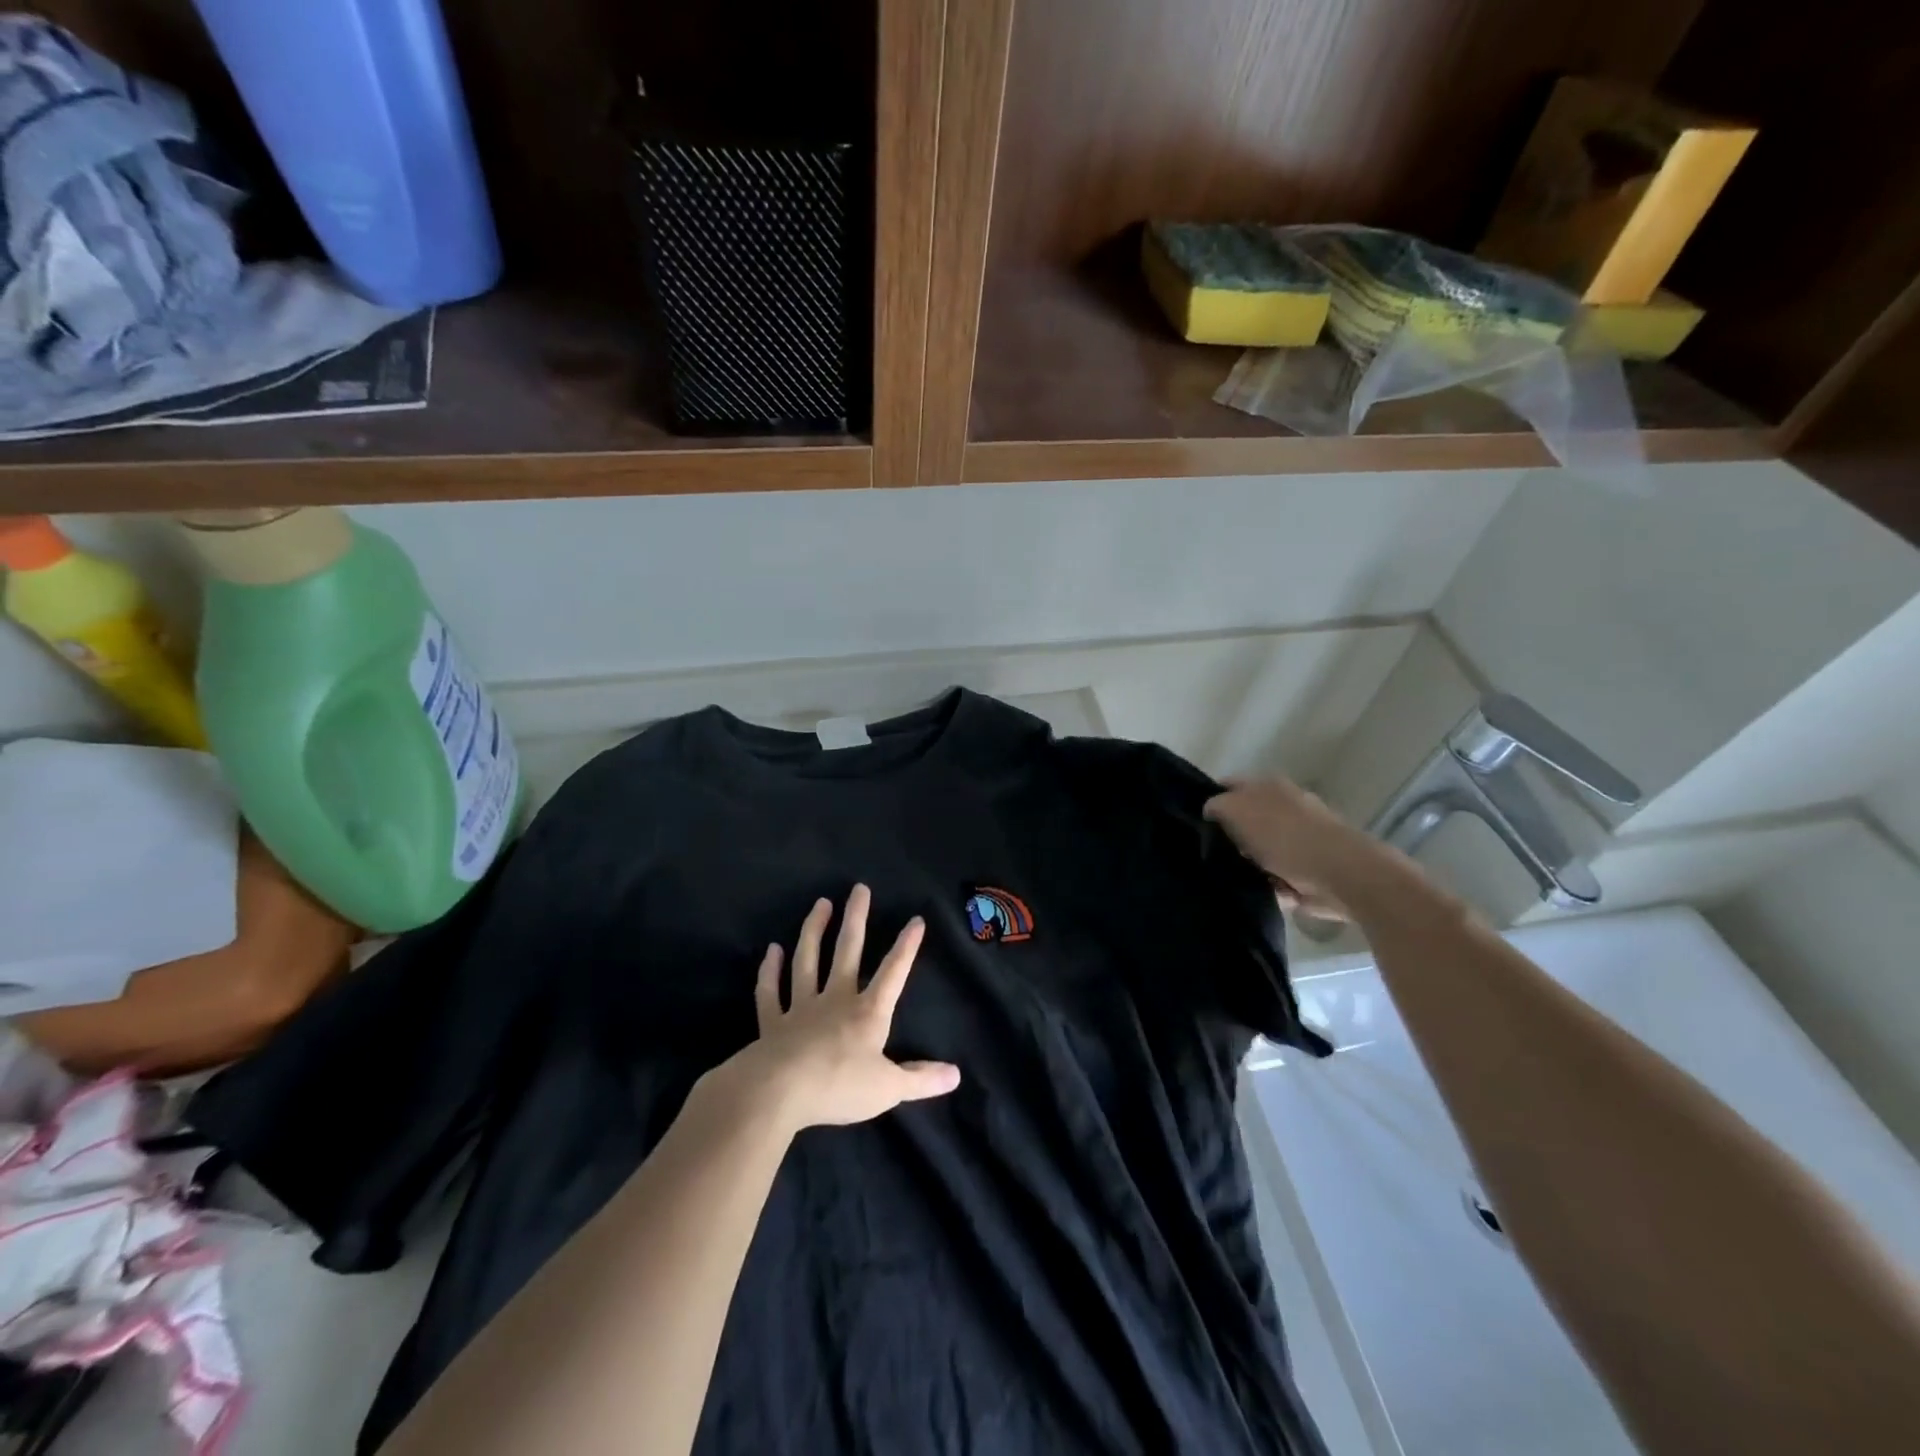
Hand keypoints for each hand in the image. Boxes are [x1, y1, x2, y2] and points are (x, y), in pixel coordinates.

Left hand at [722, 885, 959, 1134]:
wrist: (778, 1092)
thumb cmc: (839, 1086)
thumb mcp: (888, 1088)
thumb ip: (921, 1080)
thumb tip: (956, 1074)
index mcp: (868, 1012)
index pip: (893, 972)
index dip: (906, 947)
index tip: (916, 919)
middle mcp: (835, 999)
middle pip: (847, 951)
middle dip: (856, 919)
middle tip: (859, 888)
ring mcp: (801, 1007)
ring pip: (808, 960)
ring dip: (814, 930)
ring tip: (820, 904)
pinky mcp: (772, 1022)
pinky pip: (770, 991)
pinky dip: (770, 971)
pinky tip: (772, 950)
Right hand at [1203, 777, 1402, 922]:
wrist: (1340, 874)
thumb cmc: (1285, 837)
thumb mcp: (1237, 810)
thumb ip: (1216, 805)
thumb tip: (1210, 811)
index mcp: (1268, 786)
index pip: (1228, 788)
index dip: (1211, 803)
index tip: (1196, 825)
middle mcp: (1284, 807)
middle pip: (1243, 821)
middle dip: (1228, 837)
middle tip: (1211, 853)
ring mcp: (1297, 838)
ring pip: (1257, 850)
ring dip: (1246, 863)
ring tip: (1230, 876)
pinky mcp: (1306, 869)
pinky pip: (1273, 876)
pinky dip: (1266, 884)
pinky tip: (1254, 891)